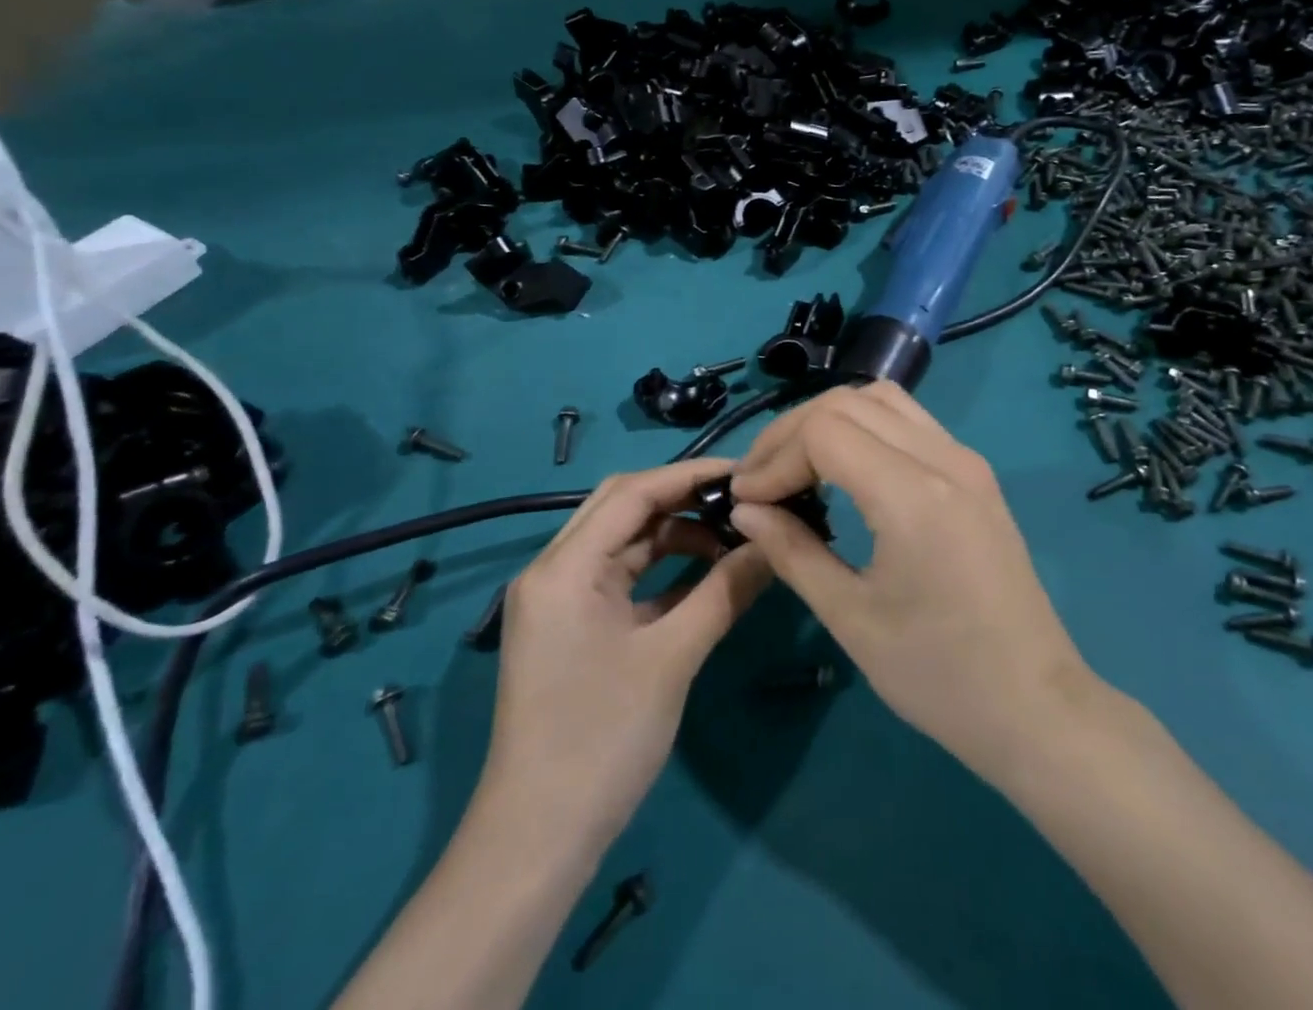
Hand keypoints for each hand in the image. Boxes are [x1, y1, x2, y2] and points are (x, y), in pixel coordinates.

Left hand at [481, 459, 771, 855]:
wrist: (537, 841)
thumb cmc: (602, 740)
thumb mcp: (673, 657)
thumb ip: (726, 590)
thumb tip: (774, 542)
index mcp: (564, 567)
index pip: (633, 493)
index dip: (691, 475)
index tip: (746, 471)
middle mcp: (554, 570)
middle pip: (623, 507)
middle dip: (683, 497)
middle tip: (741, 498)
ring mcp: (559, 599)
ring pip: (623, 541)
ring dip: (675, 533)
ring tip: (732, 537)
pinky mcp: (570, 625)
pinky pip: (620, 576)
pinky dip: (662, 569)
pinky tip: (706, 573)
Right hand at [726, 383, 1095, 780]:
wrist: (1035, 706)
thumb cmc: (939, 675)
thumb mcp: (851, 618)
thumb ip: (793, 551)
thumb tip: (746, 509)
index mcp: (913, 495)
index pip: (824, 431)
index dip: (775, 457)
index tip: (746, 500)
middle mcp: (944, 458)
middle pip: (848, 402)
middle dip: (792, 432)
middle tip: (759, 481)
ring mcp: (966, 460)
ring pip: (882, 399)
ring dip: (829, 420)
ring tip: (796, 466)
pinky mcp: (976, 473)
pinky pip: (910, 421)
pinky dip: (865, 427)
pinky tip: (845, 470)